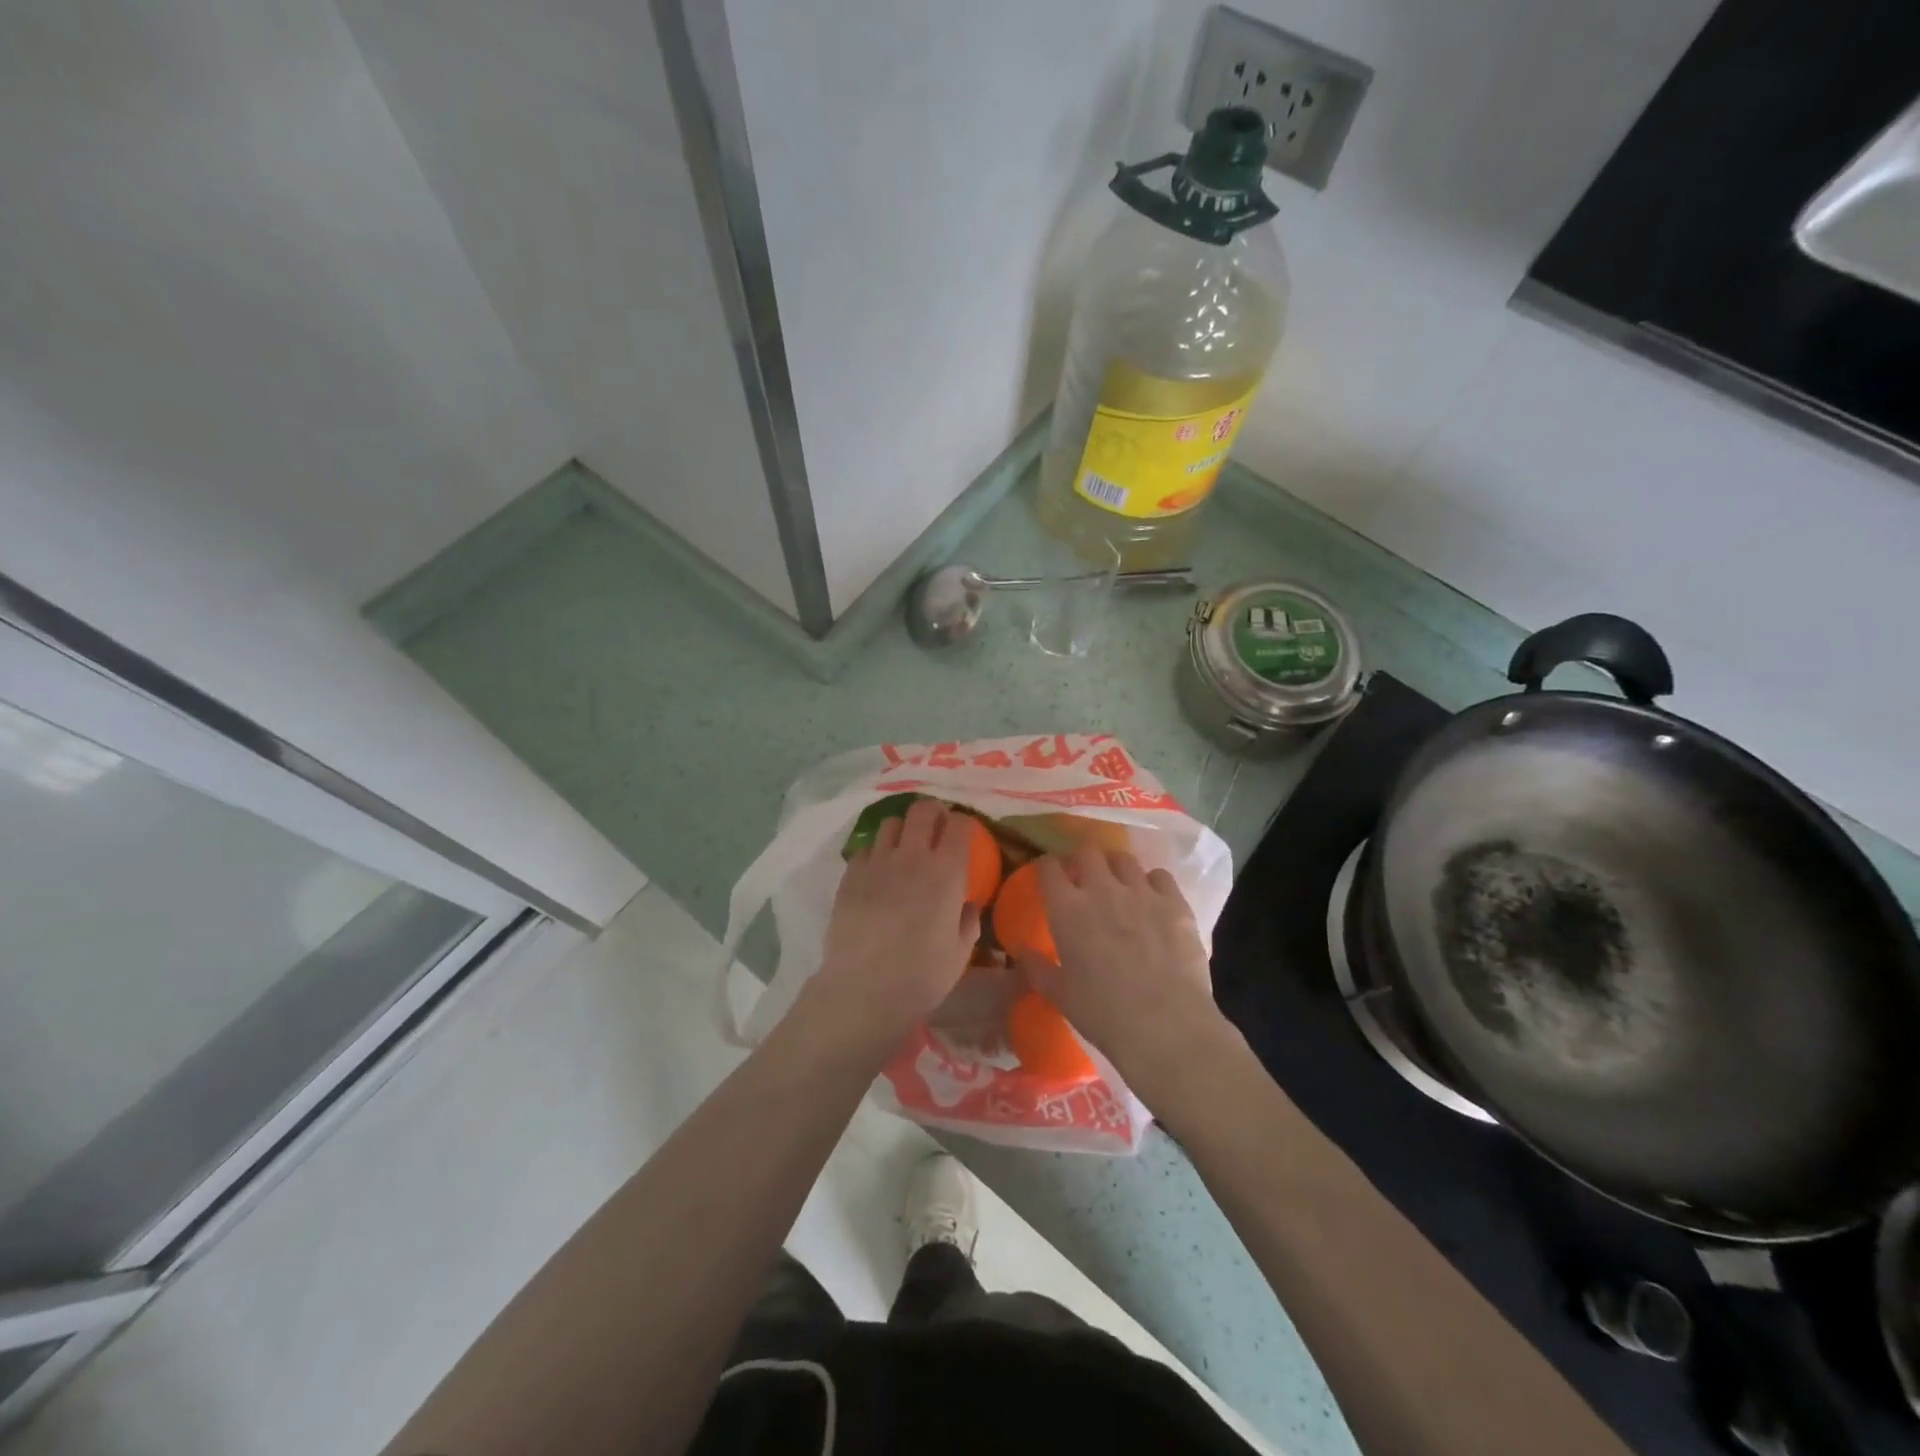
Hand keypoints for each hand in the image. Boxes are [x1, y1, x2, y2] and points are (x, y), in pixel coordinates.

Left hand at [807, 799, 982, 1042]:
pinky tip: (878, 872)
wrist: (864, 988)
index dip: (964, 823)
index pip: (959, 824)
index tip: (965, 834)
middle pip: (923, 810)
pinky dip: (876, 852)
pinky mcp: (851, 874)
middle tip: (936, 826)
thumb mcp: (960, 953)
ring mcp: (878, 862)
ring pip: (891, 823)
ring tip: (904, 846)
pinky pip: (866, 848)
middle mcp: (913, 856)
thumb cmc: (921, 975)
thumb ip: (968, 922)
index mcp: (947, 872)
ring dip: (903, 829)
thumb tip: (967, 904)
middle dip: (933, 812)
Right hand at [1013, 843, 1228, 1096]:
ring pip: (1124, 858)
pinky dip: (1153, 883)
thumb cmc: (1103, 1013)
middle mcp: (1102, 889)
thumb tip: (1021, 953)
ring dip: (1117, 868)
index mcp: (1067, 909)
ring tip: (1120, 884)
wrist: (1165, 1026)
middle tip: (1084, 877)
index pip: (1049, 868)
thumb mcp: (1060, 995)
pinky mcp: (1175, 903)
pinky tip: (1154, 899)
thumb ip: (1038, 968)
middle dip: (1083, 859)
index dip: (1048, 868)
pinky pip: (1160, 876)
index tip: (1050, 876)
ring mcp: (1141, 892)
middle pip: (1088, 851)